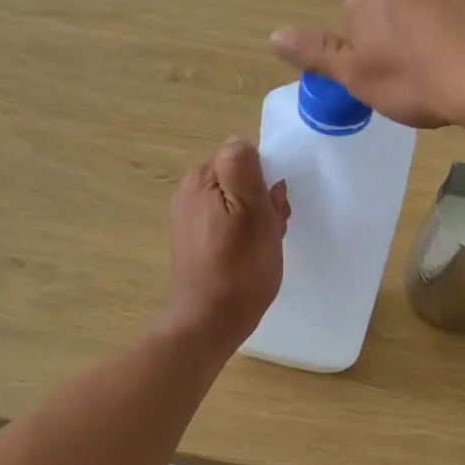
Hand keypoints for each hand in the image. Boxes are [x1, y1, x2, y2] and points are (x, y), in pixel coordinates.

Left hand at [163, 138, 288, 351]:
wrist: (210, 321)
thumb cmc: (239, 266)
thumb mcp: (251, 209)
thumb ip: (243, 167)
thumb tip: (240, 142)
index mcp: (201, 179)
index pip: (244, 158)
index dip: (266, 179)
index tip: (274, 207)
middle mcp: (189, 194)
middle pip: (240, 181)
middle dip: (263, 200)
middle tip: (272, 230)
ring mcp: (189, 220)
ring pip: (237, 204)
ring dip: (258, 220)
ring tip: (264, 247)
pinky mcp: (194, 244)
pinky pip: (228, 225)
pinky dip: (245, 236)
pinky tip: (252, 257)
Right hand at [270, 0, 464, 129]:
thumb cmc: (416, 83)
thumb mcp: (358, 78)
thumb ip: (317, 53)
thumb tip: (274, 35)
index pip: (357, 11)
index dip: (371, 42)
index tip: (389, 69)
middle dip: (405, 22)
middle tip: (422, 64)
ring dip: (442, 14)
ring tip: (457, 56)